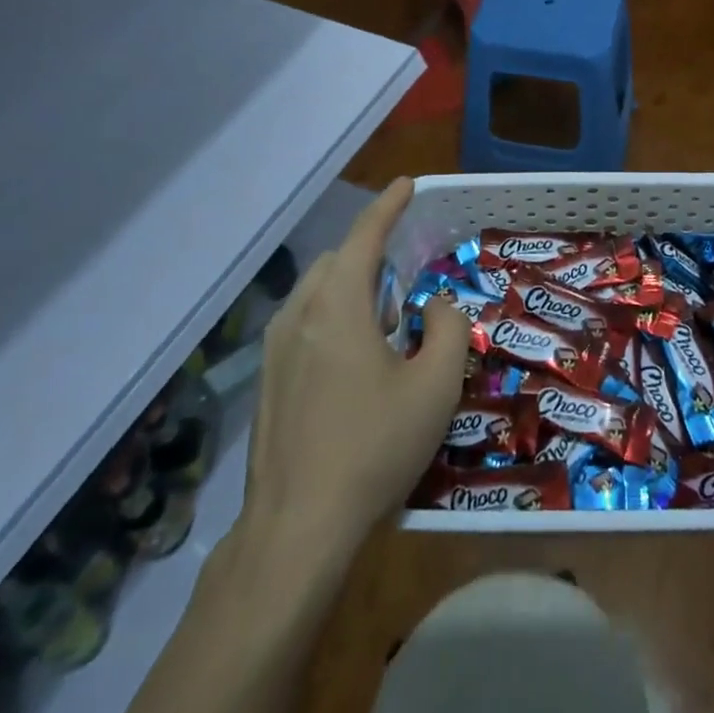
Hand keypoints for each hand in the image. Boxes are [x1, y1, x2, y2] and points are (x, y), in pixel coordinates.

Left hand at [236, 179, 471, 555]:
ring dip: (350, 289)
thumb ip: (446, 328)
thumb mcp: (434, 385)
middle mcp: (298, 315)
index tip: (408, 184)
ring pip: (315, 294)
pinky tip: (355, 362)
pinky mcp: (267, 382)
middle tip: (405, 275)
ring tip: (384, 320)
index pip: (363, 236)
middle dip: (369, 254)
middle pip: (335, 262)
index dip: (388, 206)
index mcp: (336, 305)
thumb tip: (433, 305)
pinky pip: (303, 325)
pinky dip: (332, 318)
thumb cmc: (373, 446)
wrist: (297, 527)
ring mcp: (274, 350)